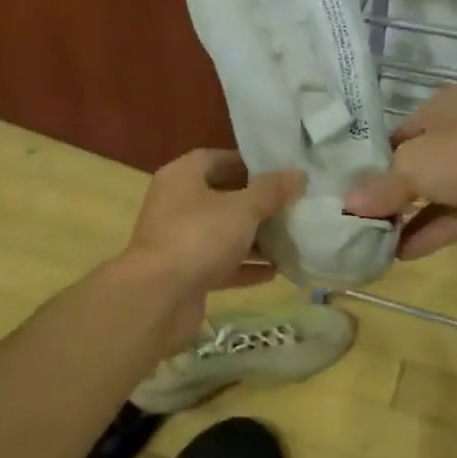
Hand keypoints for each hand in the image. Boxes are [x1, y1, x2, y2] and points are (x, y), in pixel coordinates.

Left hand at [121, 150, 304, 345]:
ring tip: (291, 238)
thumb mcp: (242, 208)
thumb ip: (272, 190)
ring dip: (254, 238)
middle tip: (292, 205)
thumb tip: (299, 174)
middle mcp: (176, 205)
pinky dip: (245, 266)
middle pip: (222, 197)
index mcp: (182, 177)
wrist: (157, 298)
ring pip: (222, 233)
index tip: (281, 172)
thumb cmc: (199, 237)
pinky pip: (221, 264)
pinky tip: (277, 271)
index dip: (249, 164)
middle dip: (257, 203)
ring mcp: (179, 241)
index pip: (217, 159)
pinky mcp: (185, 274)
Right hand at [344, 86, 456, 257]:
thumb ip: (380, 187)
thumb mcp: (411, 166)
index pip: (399, 134)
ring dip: (409, 217)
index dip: (374, 161)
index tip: (352, 188)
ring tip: (376, 242)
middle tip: (361, 218)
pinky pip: (455, 216)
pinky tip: (402, 253)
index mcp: (443, 107)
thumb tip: (347, 204)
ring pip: (437, 193)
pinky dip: (431, 231)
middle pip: (418, 165)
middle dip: (391, 193)